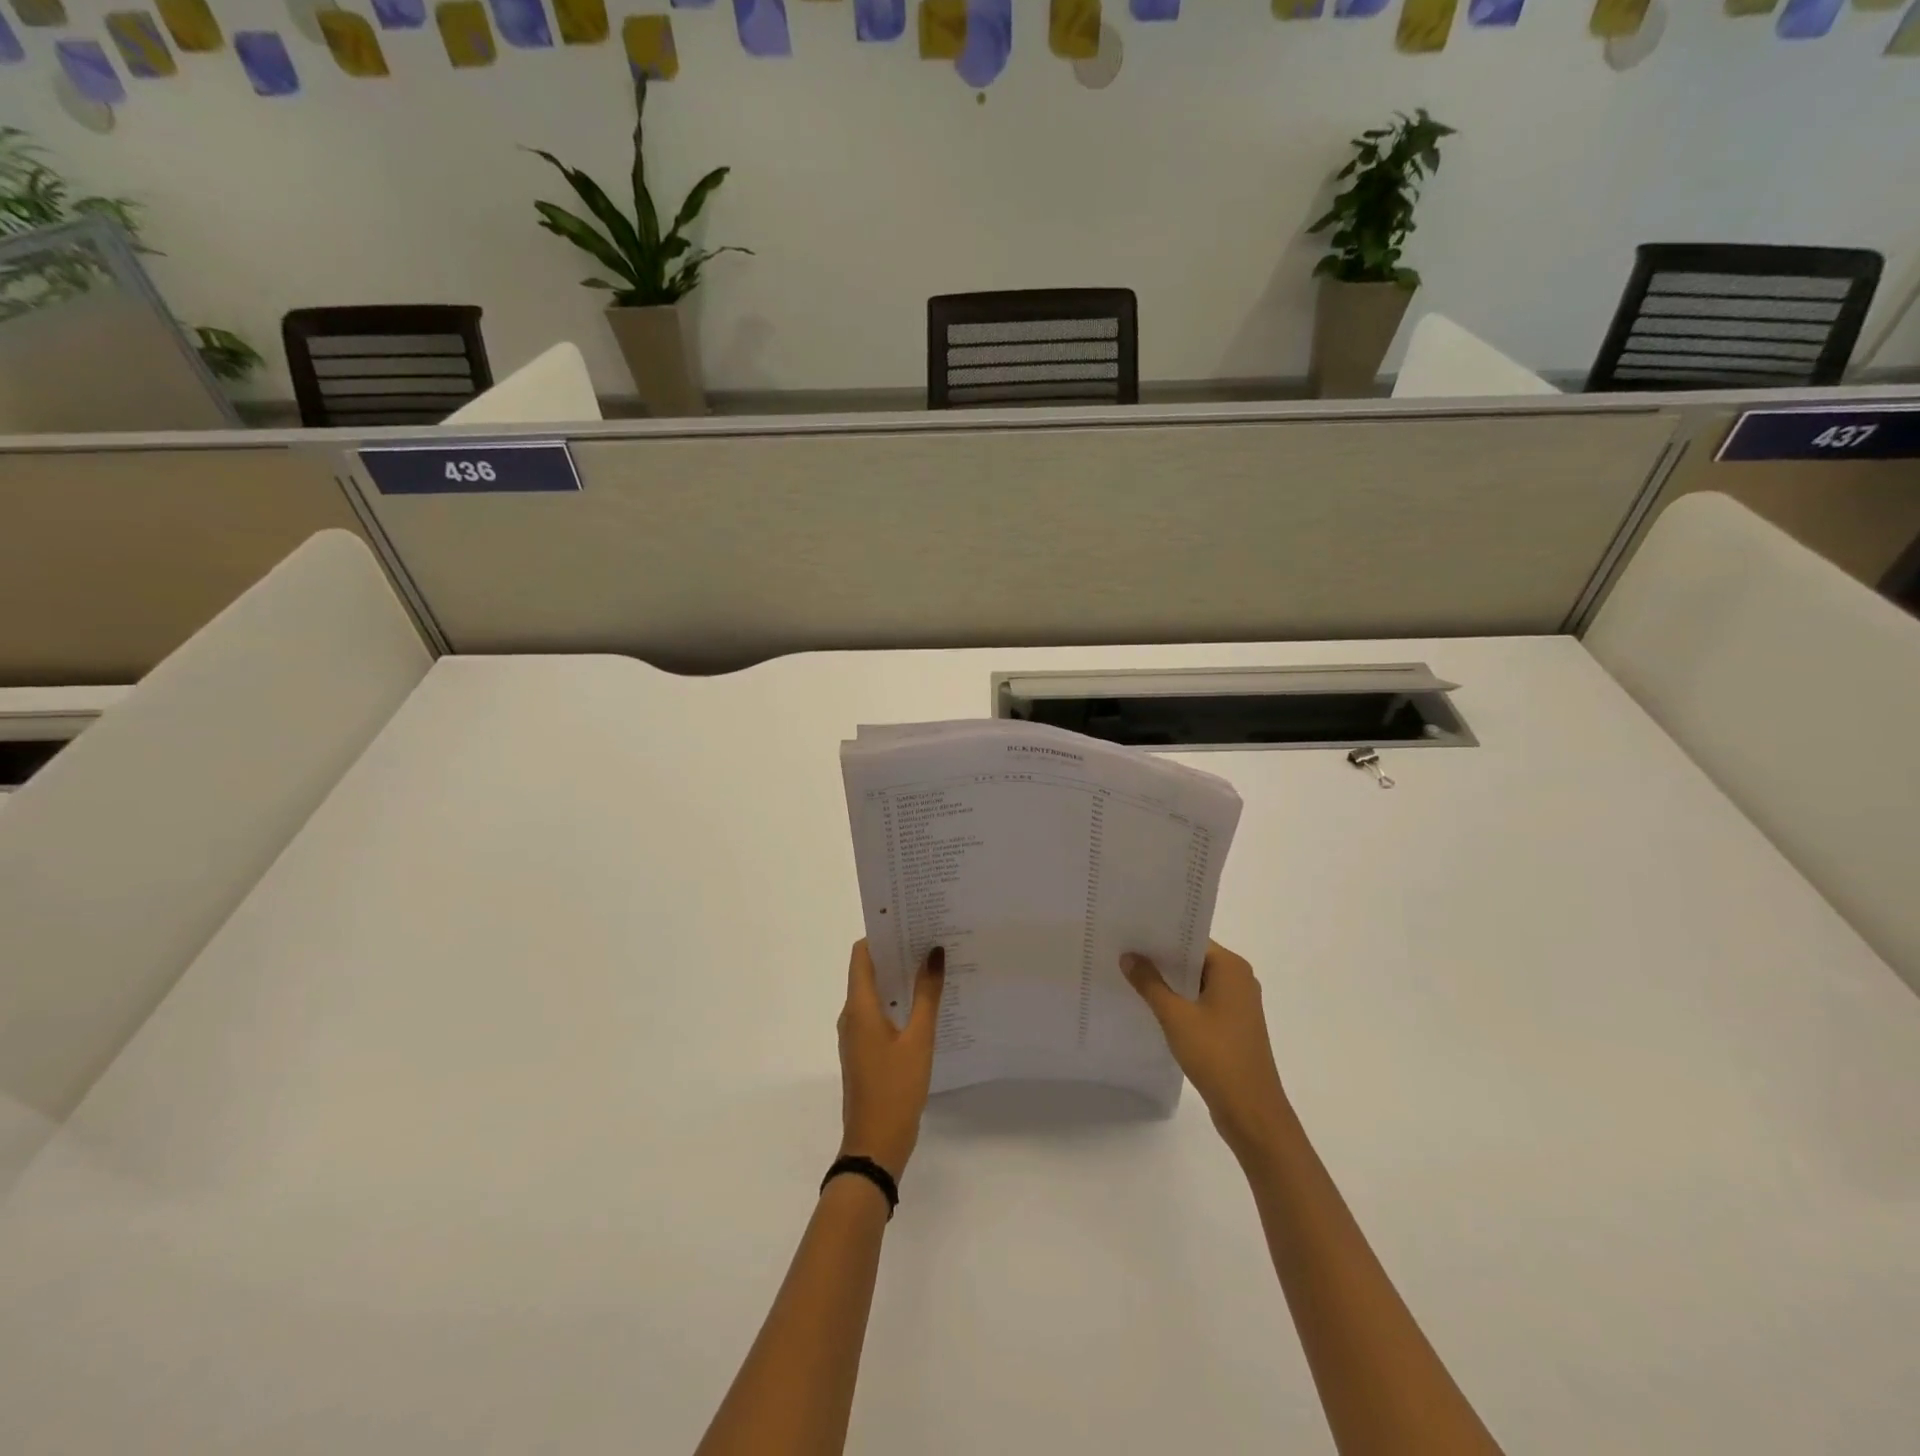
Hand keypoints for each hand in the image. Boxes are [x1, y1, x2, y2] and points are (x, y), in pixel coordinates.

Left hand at [838, 940, 944, 1180]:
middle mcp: (851, 1015)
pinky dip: (897, 1001)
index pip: (861, 954)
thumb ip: (927, 995)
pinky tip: (925, 1004)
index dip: (882, 934)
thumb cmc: (895, 1089)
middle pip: (868, 971)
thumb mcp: (919, 1040)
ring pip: (875, 993)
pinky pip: (878, 1014)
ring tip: (932, 965)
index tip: (909, 920)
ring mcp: (856, 1035)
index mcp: (858, 1007)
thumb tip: (933, 952)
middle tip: (930, 938)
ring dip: (898, 978)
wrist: (874, 1147)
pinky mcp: (865, 1051)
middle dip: (896, 953)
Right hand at [1122, 941, 1289, 1155]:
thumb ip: (1150, 983)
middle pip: (1193, 958)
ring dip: (1169, 982)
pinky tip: (1152, 1006)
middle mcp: (1239, 980)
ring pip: (1196, 982)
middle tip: (1123, 951)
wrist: (1251, 1112)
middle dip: (1160, 958)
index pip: (1191, 938)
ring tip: (1130, 975)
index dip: (1160, 936)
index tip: (1129, 933)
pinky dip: (1180, 1001)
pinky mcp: (1233, 1027)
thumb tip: (1128, 955)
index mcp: (1231, 968)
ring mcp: (1238, 1005)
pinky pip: (1201, 1002)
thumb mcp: (1175, 1016)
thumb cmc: (1216, 1055)